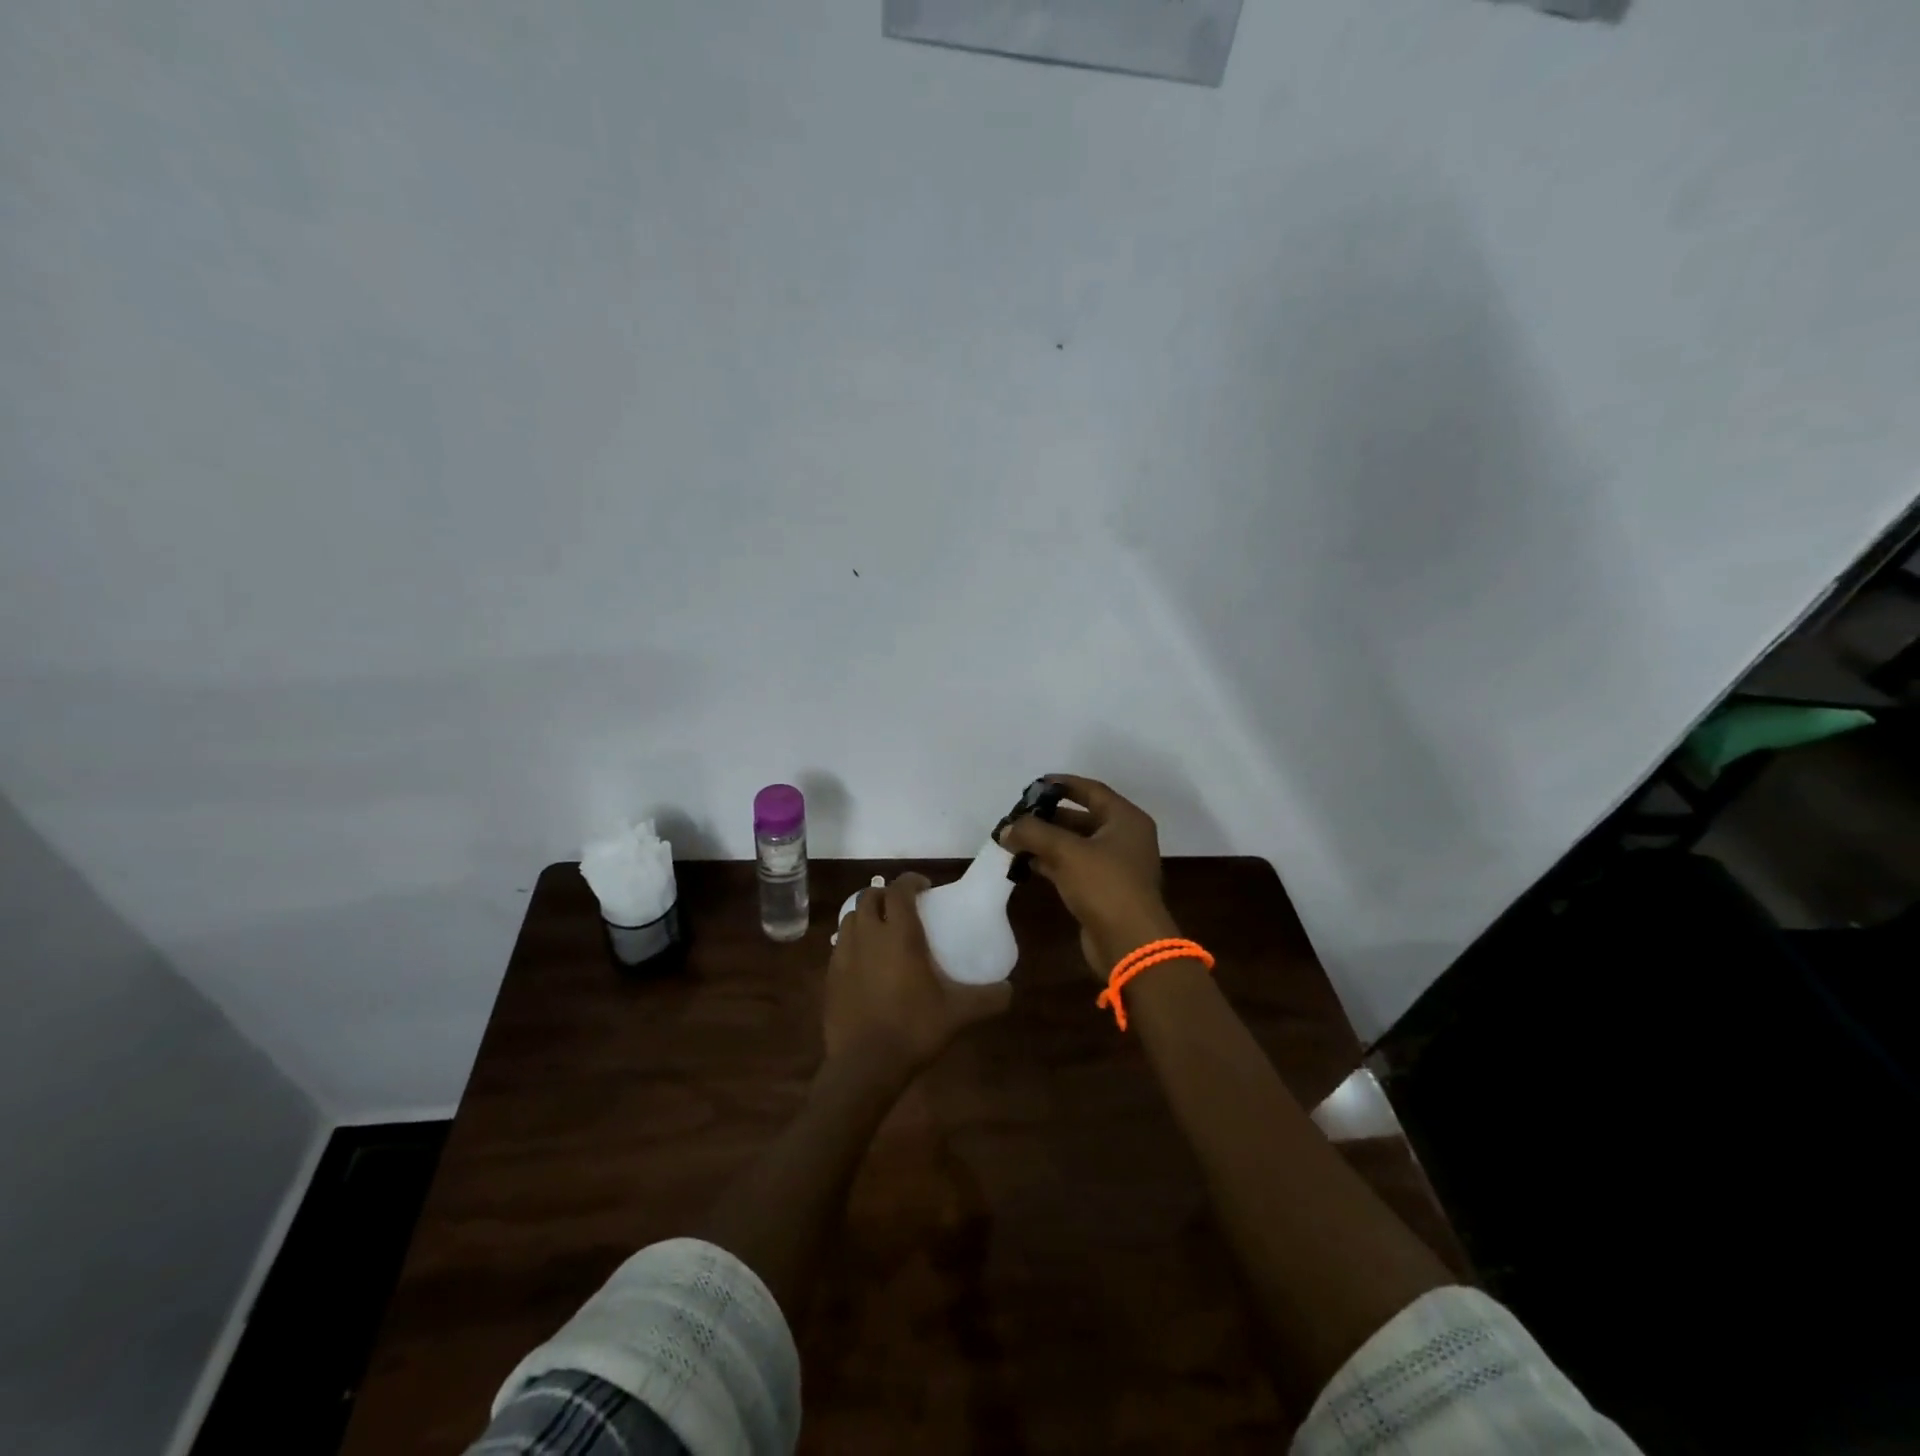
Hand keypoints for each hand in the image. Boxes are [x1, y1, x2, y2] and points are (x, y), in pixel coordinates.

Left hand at [823, 873, 1011, 1078]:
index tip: (925, 887)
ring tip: (882, 931)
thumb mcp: (959, 1014)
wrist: (864, 1066)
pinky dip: (853, 942)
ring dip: (866, 915)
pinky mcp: (830, 976)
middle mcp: (868, 935)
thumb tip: (1010, 990)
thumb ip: (988, 998)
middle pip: (869, 897)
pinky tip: (866, 962)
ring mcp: (844, 955)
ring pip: (851, 918)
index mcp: (899, 934)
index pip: (899, 889)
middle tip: (904, 908)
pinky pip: (840, 945)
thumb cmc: (913, 1029)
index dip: (911, 881)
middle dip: (886, 895)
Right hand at [996, 774, 1179, 977]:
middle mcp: (1124, 839)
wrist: (1130, 943)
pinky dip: (1052, 863)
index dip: (1063, 784)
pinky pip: (1074, 867)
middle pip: (1082, 818)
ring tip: (1014, 840)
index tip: (1035, 784)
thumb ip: (1034, 833)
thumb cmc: (1104, 885)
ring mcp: (1115, 866)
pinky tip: (1026, 864)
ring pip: (1076, 845)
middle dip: (1049, 817)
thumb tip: (1006, 828)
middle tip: (1018, 816)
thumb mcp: (1066, 852)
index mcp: (1126, 820)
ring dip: (1047, 842)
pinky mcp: (1104, 890)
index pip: (1092, 791)